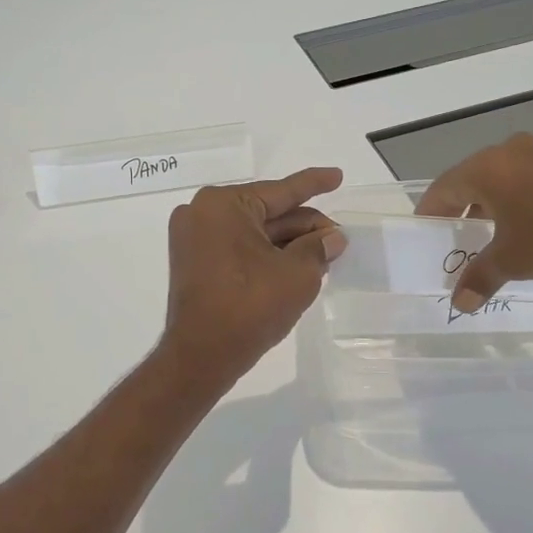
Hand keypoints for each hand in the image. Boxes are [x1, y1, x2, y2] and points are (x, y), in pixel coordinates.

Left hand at [159, 167, 345, 390]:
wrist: (201, 357)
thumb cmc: (249, 306)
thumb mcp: (297, 274)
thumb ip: (318, 248)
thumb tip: (333, 238)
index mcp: (223, 205)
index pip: (281, 191)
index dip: (314, 184)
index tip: (337, 175)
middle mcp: (202, 213)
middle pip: (268, 212)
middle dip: (305, 225)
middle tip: (339, 238)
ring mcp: (194, 240)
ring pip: (254, 233)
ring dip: (289, 243)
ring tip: (325, 253)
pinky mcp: (195, 264)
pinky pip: (239, 249)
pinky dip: (267, 255)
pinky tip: (297, 264)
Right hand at [417, 134, 532, 311]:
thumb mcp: (515, 261)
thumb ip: (481, 278)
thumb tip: (459, 303)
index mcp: (488, 168)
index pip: (443, 188)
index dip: (430, 213)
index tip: (425, 234)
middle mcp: (512, 151)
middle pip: (472, 180)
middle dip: (462, 212)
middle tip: (458, 241)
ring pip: (504, 179)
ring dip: (493, 207)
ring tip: (495, 238)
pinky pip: (532, 178)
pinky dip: (522, 201)